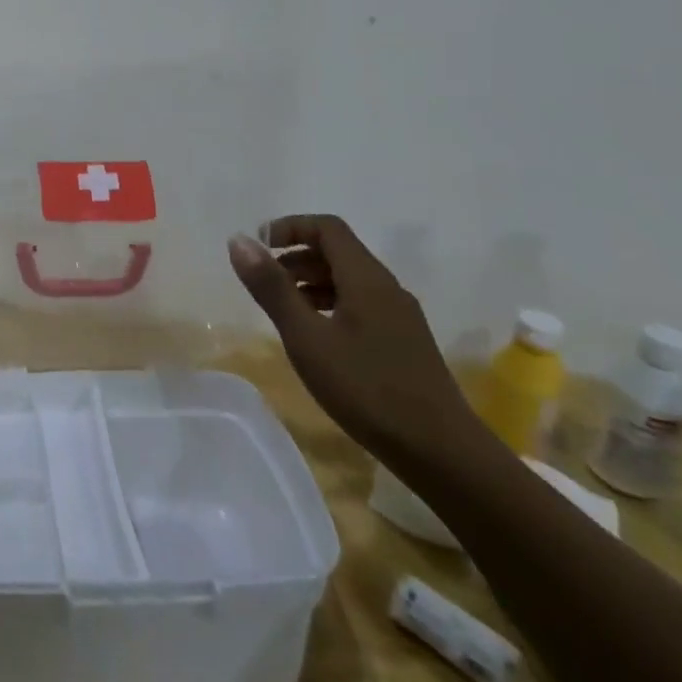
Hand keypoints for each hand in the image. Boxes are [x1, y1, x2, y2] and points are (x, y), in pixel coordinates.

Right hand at [228, 216, 477, 464]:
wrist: (443, 454)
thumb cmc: (367, 389)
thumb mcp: (307, 338)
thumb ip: (272, 288)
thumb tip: (238, 240)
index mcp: (366, 278)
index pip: (327, 227)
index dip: (289, 227)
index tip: (258, 247)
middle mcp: (386, 287)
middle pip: (337, 251)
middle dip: (295, 256)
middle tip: (263, 281)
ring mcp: (400, 316)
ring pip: (349, 280)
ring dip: (311, 282)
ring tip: (283, 309)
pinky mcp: (404, 342)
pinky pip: (360, 304)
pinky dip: (329, 304)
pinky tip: (316, 337)